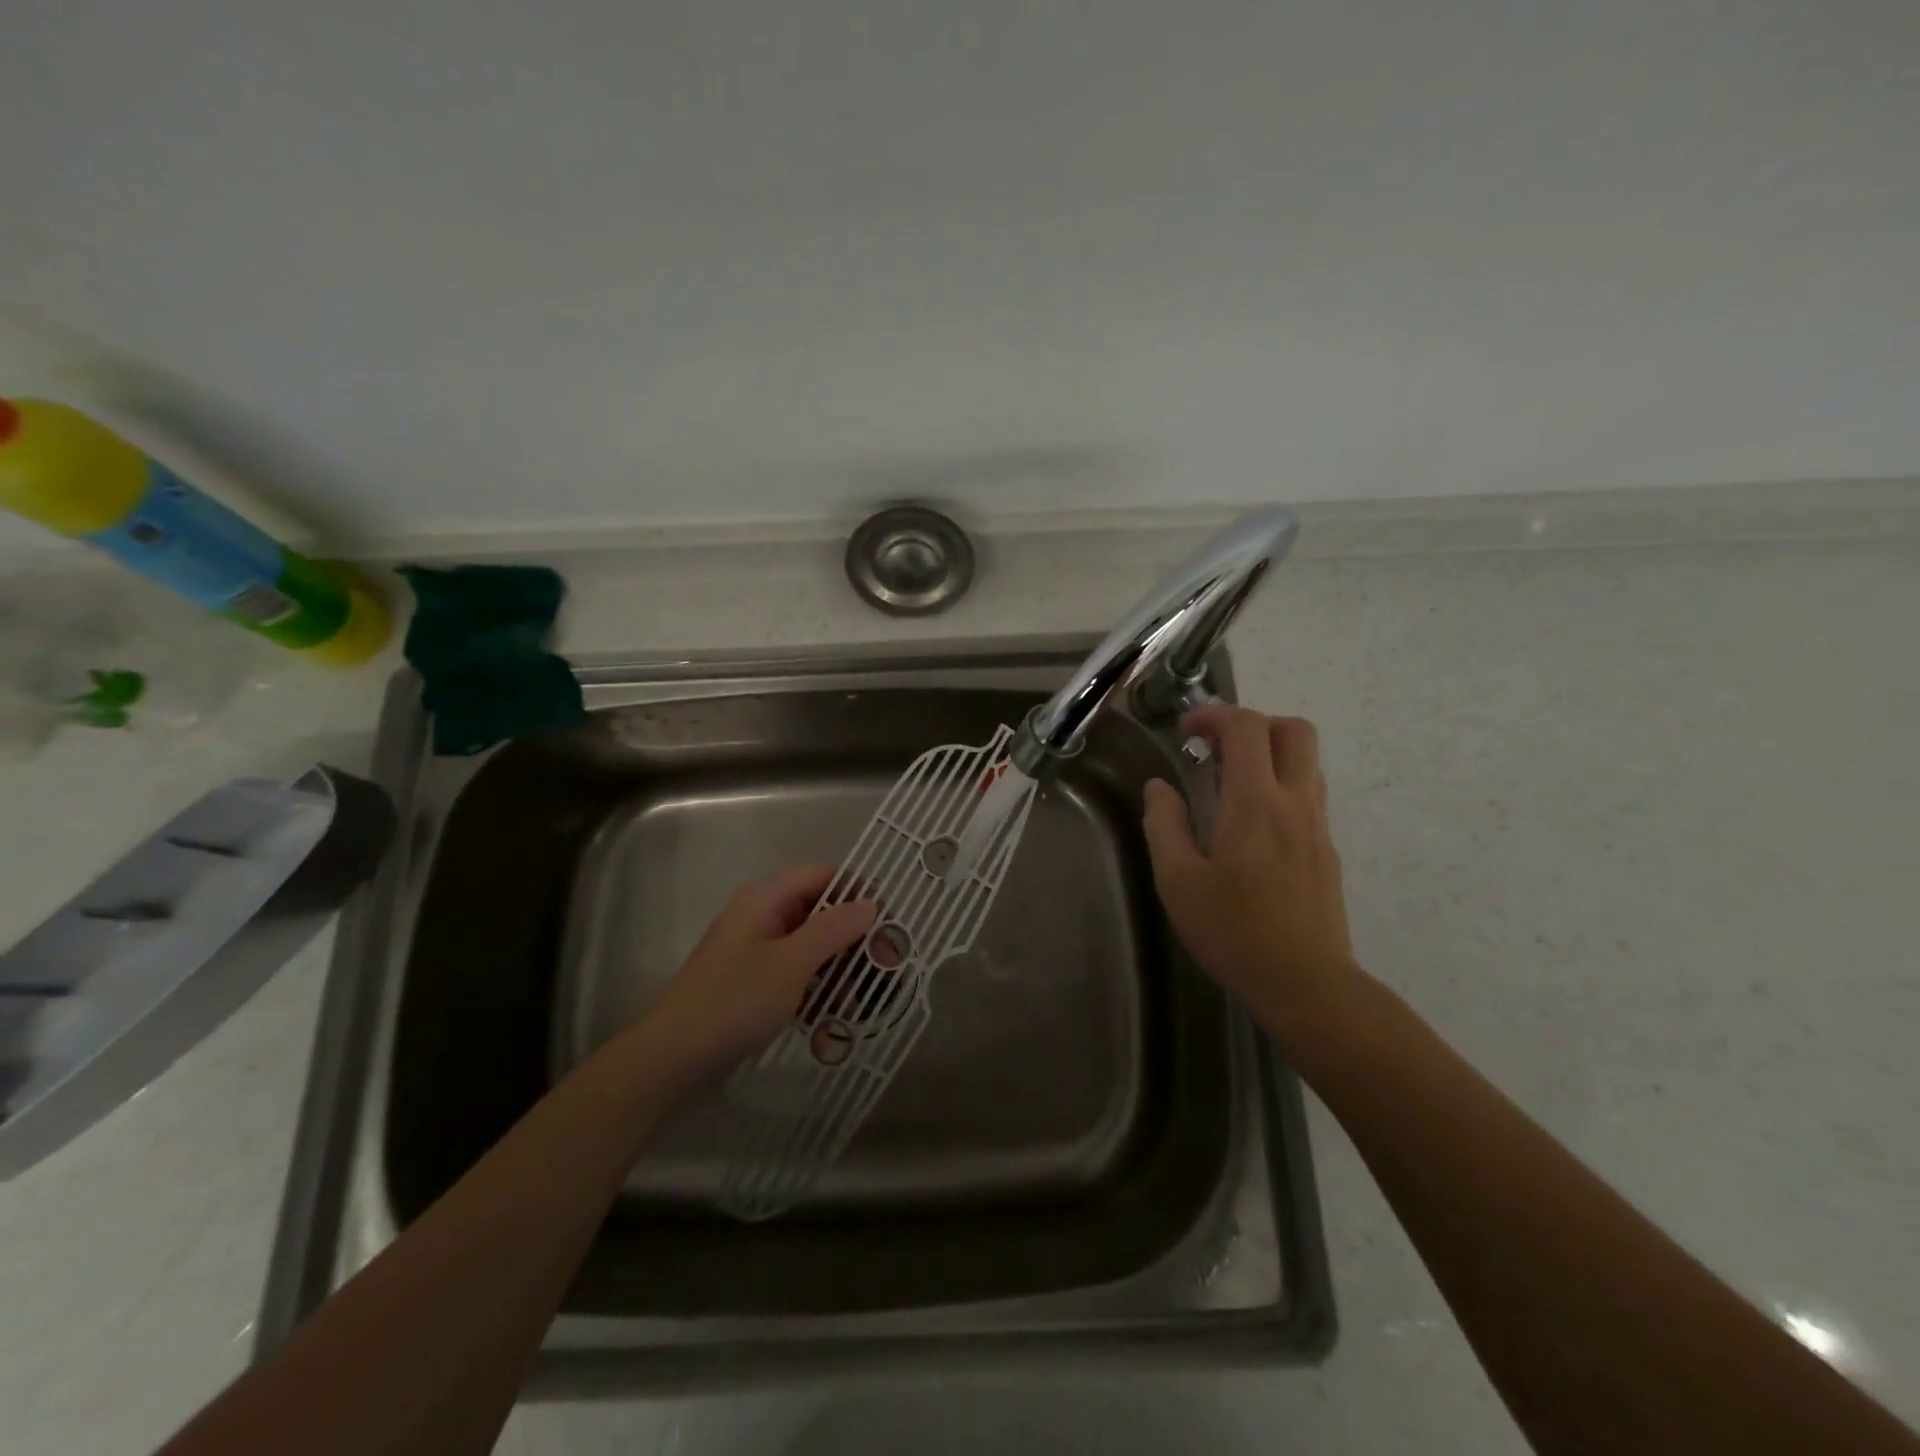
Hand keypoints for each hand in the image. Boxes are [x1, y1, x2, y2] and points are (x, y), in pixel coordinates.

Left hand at [636, 864, 878, 1092]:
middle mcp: (760, 914)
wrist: (672, 1057)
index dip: (857, 892)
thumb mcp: (792, 963)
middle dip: (852, 935)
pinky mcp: (751, 979)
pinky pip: (795, 969)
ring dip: (838, 965)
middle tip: (885, 966)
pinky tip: (832, 1014)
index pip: (823, 875)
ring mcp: (754, 948)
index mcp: (765, 898)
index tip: (887, 924)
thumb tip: (870, 904)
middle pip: (818, 909)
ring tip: (863, 998)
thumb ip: (834, 929)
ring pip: (809, 942)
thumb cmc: (735, 1001)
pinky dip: (816, 984)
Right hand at [1141, 705, 1358, 1030]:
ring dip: (1269, 753)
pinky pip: (1308, 792)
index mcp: (1255, 804)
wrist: (1306, 984)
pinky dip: (1280, 783)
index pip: (1247, 728)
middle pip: (1293, 730)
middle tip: (1216, 749)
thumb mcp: (1178, 882)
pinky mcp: (1326, 848)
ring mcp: (1317, 825)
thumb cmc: (1233, 932)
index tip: (1185, 732)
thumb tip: (1159, 787)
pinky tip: (1250, 823)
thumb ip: (1164, 825)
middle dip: (1253, 724)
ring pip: (1307, 760)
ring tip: (1229, 784)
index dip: (1214, 715)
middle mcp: (1294, 802)